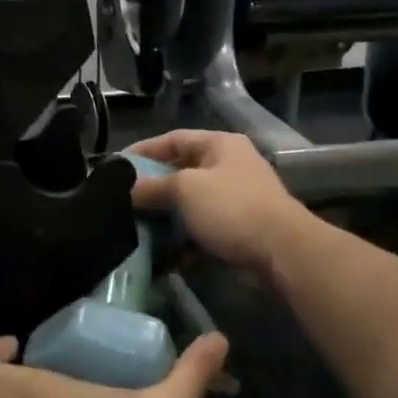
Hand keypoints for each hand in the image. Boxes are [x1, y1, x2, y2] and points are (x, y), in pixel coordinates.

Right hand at [128, 130, 310, 276]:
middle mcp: (227, 168)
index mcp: (219, 146)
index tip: (115, 166)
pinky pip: (199, 233)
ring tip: (134, 229)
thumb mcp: (185, 189)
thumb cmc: (232, 208)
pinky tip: (158, 258)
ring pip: (188, 206)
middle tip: (121, 201)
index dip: (143, 150)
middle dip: (151, 189)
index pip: (173, 139)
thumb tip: (125, 189)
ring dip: (164, 219)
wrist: (282, 253)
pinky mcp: (235, 231)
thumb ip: (152, 187)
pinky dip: (180, 243)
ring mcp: (233, 201)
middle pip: (179, 173)